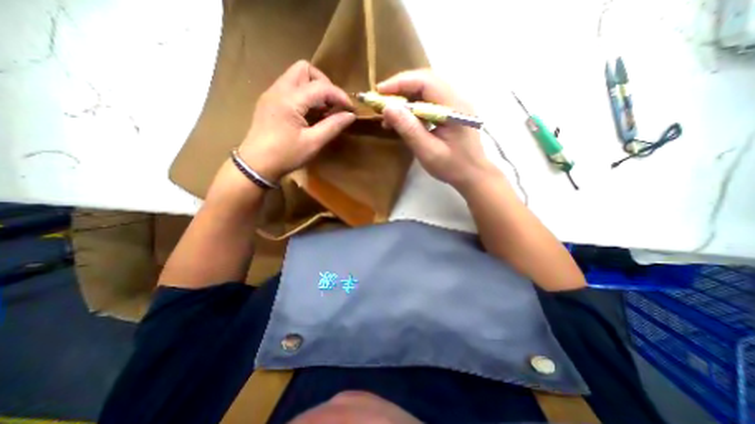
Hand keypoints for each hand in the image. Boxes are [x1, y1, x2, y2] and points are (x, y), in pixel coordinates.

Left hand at [238, 58, 357, 179]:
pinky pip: (290, 87)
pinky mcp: (269, 101)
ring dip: (314, 88)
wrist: (256, 165)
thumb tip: (350, 115)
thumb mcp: (313, 143)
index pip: (321, 87)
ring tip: (323, 110)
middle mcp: (278, 90)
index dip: (339, 95)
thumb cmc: (286, 155)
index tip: (351, 109)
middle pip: (305, 69)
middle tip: (333, 104)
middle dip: (324, 84)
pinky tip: (310, 113)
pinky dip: (304, 95)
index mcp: (289, 100)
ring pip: (296, 76)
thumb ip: (333, 126)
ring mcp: (272, 94)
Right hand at [378, 68, 496, 189]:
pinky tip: (403, 120)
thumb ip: (409, 129)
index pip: (425, 81)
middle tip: (380, 102)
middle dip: (400, 89)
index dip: (400, 83)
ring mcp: (455, 104)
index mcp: (454, 106)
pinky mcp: (451, 111)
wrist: (473, 175)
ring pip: (426, 91)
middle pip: (425, 82)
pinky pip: (429, 102)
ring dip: (405, 99)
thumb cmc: (452, 166)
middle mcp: (457, 98)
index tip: (379, 92)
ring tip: (389, 116)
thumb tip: (387, 108)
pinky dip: (413, 108)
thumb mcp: (427, 151)